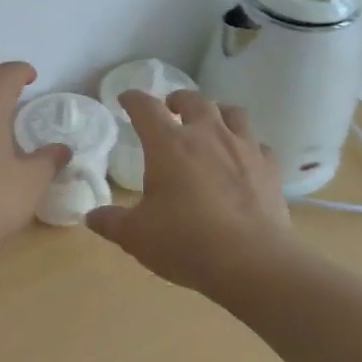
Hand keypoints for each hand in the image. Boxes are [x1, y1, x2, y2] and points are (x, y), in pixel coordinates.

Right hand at [85, 89, 292, 291]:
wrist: (251, 261)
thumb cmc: (184, 242)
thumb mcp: (136, 236)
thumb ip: (111, 222)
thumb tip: (91, 217)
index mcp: (168, 144)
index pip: (146, 108)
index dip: (133, 99)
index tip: (126, 99)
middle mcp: (207, 135)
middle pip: (193, 100)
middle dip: (178, 100)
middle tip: (170, 108)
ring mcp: (243, 148)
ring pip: (232, 113)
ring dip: (217, 112)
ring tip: (210, 123)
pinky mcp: (270, 168)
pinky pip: (258, 144)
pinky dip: (247, 145)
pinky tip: (242, 159)